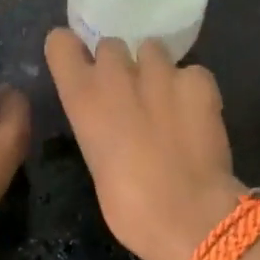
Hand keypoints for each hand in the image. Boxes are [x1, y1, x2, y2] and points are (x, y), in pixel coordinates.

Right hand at [44, 30, 248, 259]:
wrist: (188, 216)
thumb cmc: (128, 206)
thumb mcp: (96, 160)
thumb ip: (99, 125)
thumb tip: (113, 121)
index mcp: (82, 97)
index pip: (60, 43)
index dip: (71, 50)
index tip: (80, 64)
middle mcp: (116, 74)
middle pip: (111, 45)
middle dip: (119, 65)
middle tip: (131, 95)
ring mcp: (161, 72)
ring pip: (153, 50)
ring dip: (156, 71)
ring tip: (168, 102)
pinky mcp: (199, 81)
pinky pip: (192, 72)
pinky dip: (192, 89)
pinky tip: (197, 115)